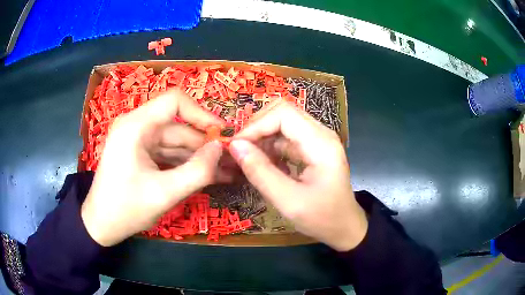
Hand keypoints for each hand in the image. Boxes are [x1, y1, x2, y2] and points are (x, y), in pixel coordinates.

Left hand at [81, 90, 229, 246]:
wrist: (101, 225)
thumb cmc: (126, 209)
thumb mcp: (165, 193)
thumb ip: (198, 171)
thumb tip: (221, 148)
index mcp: (136, 126)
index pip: (175, 101)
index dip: (201, 114)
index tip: (222, 134)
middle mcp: (136, 126)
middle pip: (178, 127)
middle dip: (205, 145)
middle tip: (231, 162)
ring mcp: (137, 141)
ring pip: (174, 143)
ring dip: (198, 157)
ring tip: (226, 173)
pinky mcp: (139, 154)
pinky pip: (167, 154)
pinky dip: (185, 164)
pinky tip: (205, 176)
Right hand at [229, 100, 367, 250]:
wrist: (344, 227)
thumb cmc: (322, 218)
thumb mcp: (288, 201)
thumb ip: (260, 172)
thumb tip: (235, 146)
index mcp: (320, 143)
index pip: (283, 114)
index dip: (256, 125)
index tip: (236, 146)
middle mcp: (320, 134)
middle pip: (283, 112)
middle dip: (257, 127)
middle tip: (239, 150)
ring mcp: (317, 140)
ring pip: (282, 124)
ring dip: (262, 138)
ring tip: (246, 159)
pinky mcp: (312, 149)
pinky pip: (286, 138)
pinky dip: (270, 147)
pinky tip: (262, 165)